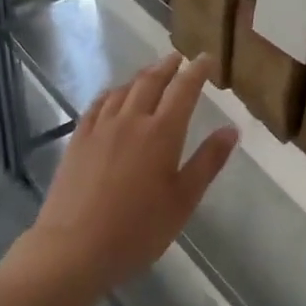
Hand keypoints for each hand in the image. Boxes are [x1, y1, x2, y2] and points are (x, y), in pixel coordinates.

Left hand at [23, 54, 238, 293]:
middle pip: (151, 82)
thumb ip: (207, 162)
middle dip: (168, 66)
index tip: (206, 59)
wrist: (74, 248)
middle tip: (179, 57)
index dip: (197, 72)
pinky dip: (112, 93)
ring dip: (141, 76)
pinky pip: (98, 105)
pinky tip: (113, 96)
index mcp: (161, 133)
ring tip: (151, 73)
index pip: (183, 90)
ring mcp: (100, 128)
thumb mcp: (183, 200)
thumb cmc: (138, 230)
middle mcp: (130, 120)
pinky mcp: (78, 140)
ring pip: (123, 90)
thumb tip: (231, 129)